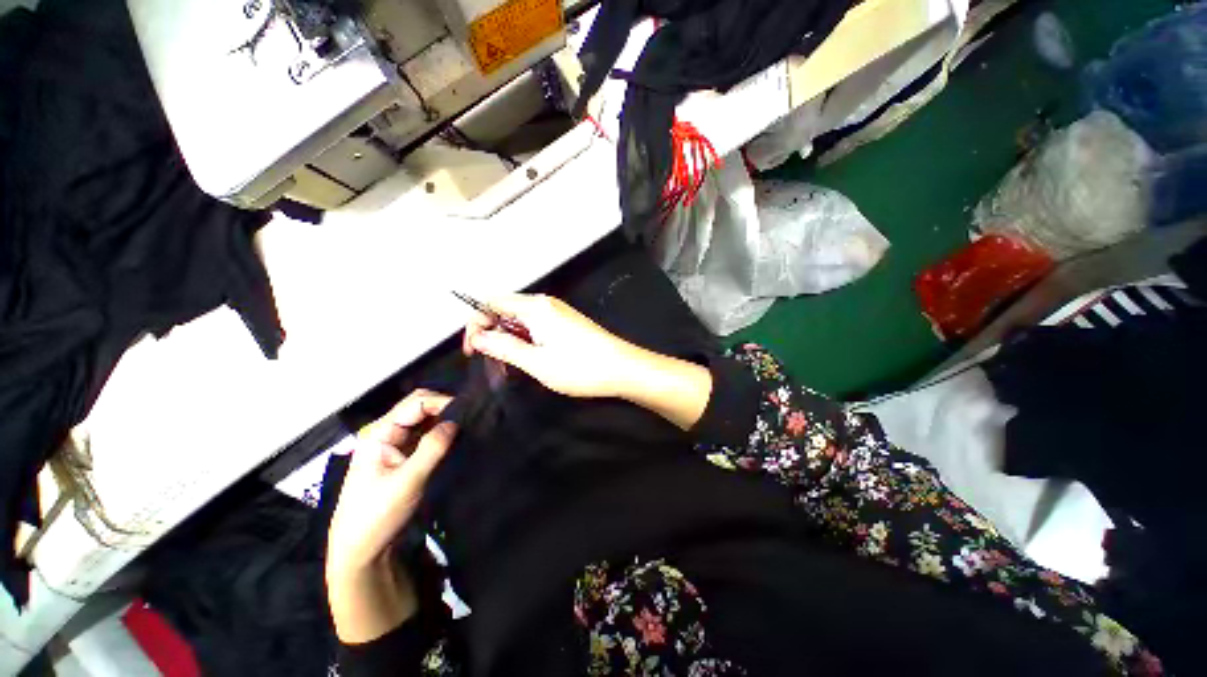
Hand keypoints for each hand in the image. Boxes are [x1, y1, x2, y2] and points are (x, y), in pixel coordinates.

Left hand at [326, 389, 455, 578]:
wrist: (361, 551)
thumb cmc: (377, 515)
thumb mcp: (408, 481)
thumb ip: (432, 448)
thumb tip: (457, 421)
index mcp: (379, 432)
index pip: (416, 403)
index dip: (442, 402)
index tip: (468, 412)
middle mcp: (386, 432)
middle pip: (419, 407)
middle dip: (445, 408)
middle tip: (471, 417)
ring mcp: (395, 445)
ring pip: (424, 421)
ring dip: (445, 420)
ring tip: (469, 425)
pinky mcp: (404, 457)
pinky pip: (426, 436)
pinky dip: (442, 433)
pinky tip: (457, 438)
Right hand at [462, 293, 642, 398]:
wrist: (622, 368)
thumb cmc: (580, 367)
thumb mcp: (536, 362)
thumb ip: (503, 347)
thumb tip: (477, 337)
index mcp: (535, 307)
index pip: (491, 303)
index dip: (475, 324)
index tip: (473, 351)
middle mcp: (546, 303)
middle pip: (505, 310)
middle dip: (492, 334)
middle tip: (493, 362)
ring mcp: (558, 312)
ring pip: (521, 320)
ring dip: (509, 340)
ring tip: (511, 365)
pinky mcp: (567, 322)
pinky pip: (537, 326)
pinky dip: (526, 340)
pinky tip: (531, 359)